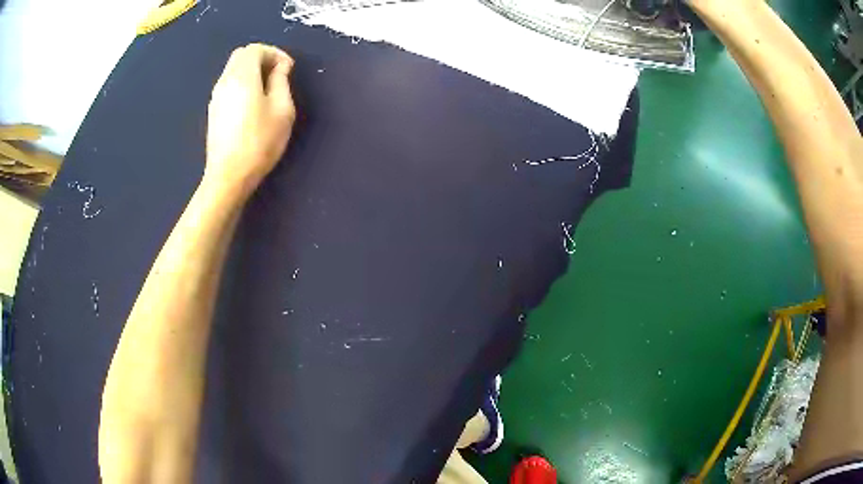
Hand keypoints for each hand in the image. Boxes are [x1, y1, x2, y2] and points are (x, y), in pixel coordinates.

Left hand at [204, 44, 295, 199]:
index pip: (255, 49)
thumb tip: (279, 67)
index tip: (288, 69)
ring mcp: (216, 97)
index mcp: (242, 76)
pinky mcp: (213, 112)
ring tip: (268, 89)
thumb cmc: (259, 142)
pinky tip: (253, 103)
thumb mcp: (282, 109)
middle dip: (262, 58)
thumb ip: (281, 81)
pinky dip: (242, 84)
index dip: (275, 53)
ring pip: (233, 70)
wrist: (228, 176)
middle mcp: (225, 81)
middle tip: (278, 74)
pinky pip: (229, 85)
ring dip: (251, 71)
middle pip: (241, 55)